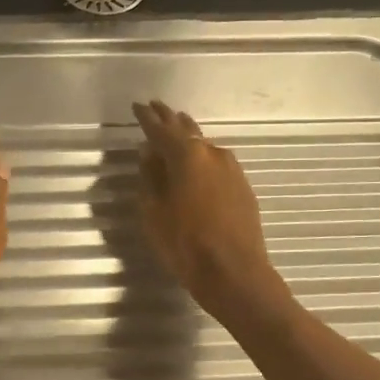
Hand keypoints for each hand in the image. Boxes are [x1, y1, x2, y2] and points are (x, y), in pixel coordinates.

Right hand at [134, 100, 281, 320]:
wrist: (235, 273)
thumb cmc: (185, 243)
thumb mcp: (154, 212)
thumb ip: (150, 178)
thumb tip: (149, 154)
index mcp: (186, 156)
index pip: (160, 129)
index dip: (146, 117)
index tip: (137, 106)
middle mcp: (212, 154)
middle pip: (186, 130)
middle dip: (169, 119)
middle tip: (155, 108)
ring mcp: (231, 169)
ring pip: (204, 145)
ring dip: (188, 137)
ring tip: (176, 129)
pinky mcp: (242, 186)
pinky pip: (216, 162)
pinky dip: (201, 157)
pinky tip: (196, 163)